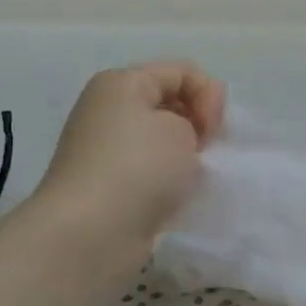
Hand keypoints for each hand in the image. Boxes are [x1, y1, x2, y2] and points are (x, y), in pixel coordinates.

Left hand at [30, 62, 225, 273]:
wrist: (91, 232)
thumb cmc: (138, 168)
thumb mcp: (180, 127)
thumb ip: (196, 115)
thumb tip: (183, 134)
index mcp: (120, 84)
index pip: (181, 72)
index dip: (208, 95)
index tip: (214, 130)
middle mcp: (107, 111)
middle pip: (169, 104)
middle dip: (197, 124)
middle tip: (205, 152)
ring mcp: (106, 151)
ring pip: (161, 141)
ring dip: (184, 157)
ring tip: (191, 177)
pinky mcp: (110, 187)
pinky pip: (151, 172)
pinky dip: (168, 182)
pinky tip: (175, 196)